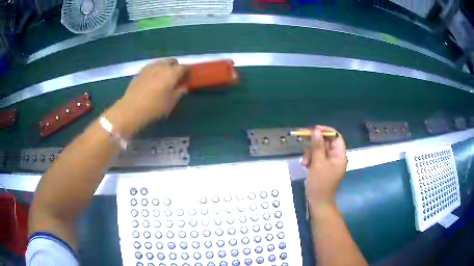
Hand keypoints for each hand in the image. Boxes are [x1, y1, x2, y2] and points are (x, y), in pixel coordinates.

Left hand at [118, 59, 187, 126]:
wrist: (131, 110)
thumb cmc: (154, 107)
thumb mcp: (171, 103)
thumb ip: (180, 92)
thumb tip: (183, 86)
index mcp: (172, 72)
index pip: (184, 67)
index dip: (188, 71)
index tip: (188, 77)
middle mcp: (161, 66)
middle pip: (172, 61)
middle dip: (176, 66)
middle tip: (176, 77)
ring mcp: (149, 67)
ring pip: (161, 62)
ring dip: (165, 67)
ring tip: (163, 78)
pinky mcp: (139, 72)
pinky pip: (151, 67)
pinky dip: (155, 70)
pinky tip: (152, 80)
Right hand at [301, 125, 347, 207]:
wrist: (318, 201)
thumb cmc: (320, 183)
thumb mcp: (317, 163)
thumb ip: (317, 146)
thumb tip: (316, 131)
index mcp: (340, 155)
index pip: (336, 137)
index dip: (326, 131)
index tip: (314, 130)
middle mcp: (336, 157)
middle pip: (326, 142)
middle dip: (314, 145)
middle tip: (304, 144)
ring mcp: (330, 162)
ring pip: (320, 149)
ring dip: (310, 153)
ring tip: (304, 163)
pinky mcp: (323, 166)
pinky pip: (317, 157)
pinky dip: (311, 159)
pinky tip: (305, 165)